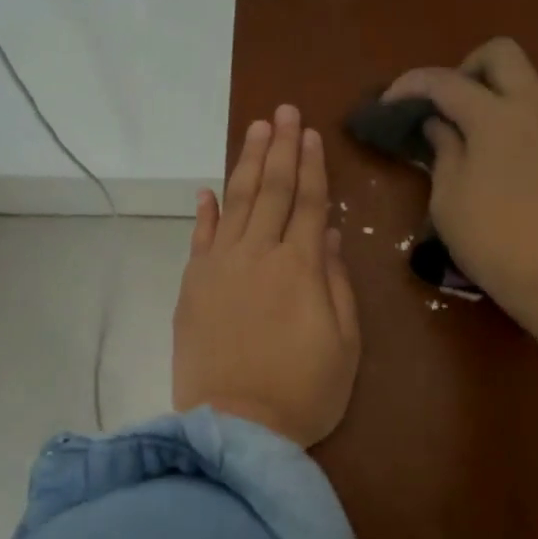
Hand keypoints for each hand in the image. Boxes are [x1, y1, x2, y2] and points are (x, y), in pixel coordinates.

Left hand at [173, 104, 360, 447]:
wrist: (236, 427)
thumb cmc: (304, 392)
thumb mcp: (344, 344)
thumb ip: (337, 285)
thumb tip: (331, 237)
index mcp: (301, 267)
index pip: (309, 203)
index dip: (312, 167)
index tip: (311, 133)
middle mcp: (259, 255)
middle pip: (272, 191)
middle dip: (280, 149)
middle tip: (283, 111)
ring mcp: (220, 268)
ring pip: (237, 203)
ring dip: (247, 164)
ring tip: (257, 131)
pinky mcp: (192, 287)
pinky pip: (200, 238)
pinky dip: (205, 211)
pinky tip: (209, 189)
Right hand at [384, 38, 537, 328]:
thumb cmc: (492, 241)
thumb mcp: (448, 201)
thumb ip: (444, 152)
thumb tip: (440, 125)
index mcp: (494, 116)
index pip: (445, 82)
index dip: (411, 85)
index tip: (389, 102)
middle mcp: (534, 107)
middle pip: (502, 54)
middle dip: (467, 68)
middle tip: (448, 104)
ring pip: (534, 81)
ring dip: (503, 92)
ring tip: (482, 130)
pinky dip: (525, 120)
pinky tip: (512, 158)